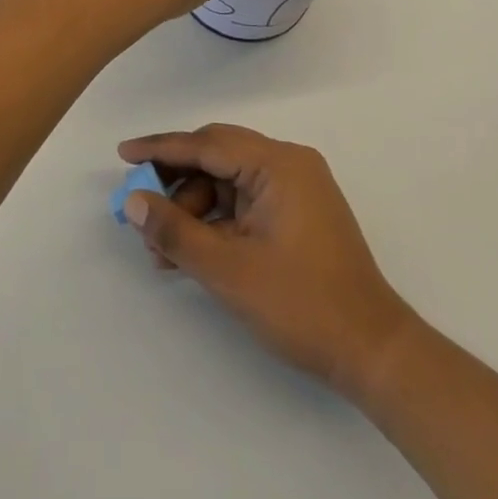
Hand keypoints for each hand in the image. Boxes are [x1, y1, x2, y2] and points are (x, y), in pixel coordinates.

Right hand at [117, 125, 415, 398]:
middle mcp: (288, 164)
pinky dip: (215, 222)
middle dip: (175, 182)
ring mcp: (295, 189)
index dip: (160, 149)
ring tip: (161, 249)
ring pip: (227, 182)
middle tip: (140, 205)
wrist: (373, 354)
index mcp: (278, 164)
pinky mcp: (296, 214)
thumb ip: (176, 232)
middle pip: (216, 158)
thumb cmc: (302, 305)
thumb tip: (134, 203)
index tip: (123, 153)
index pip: (207, 144)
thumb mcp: (229, 270)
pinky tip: (189, 252)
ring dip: (193, 209)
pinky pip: (243, 203)